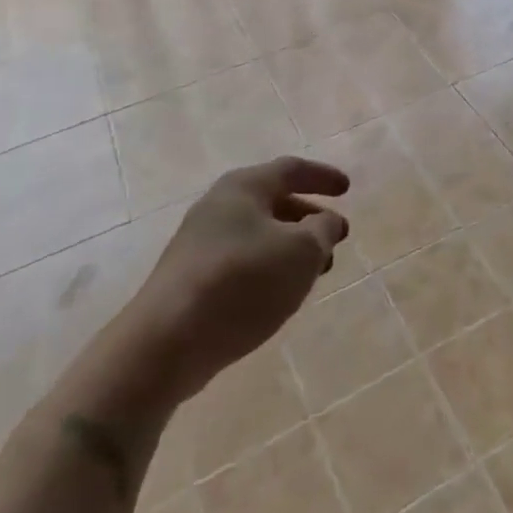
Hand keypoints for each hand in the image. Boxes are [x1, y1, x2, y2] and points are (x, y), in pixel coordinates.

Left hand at [134, 157, 349, 404]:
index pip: (292, 169)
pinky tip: (278, 294)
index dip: (323, 177)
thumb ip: (322, 231)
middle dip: (308, 217)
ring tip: (315, 273)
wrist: (166, 342)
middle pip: (273, 201)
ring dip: (290, 247)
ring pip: (258, 234)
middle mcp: (219, 205)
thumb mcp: (300, 253)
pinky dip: (268, 267)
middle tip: (335, 238)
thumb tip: (327, 221)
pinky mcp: (189, 278)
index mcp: (244, 186)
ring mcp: (200, 242)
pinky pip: (240, 261)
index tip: (347, 189)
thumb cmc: (242, 282)